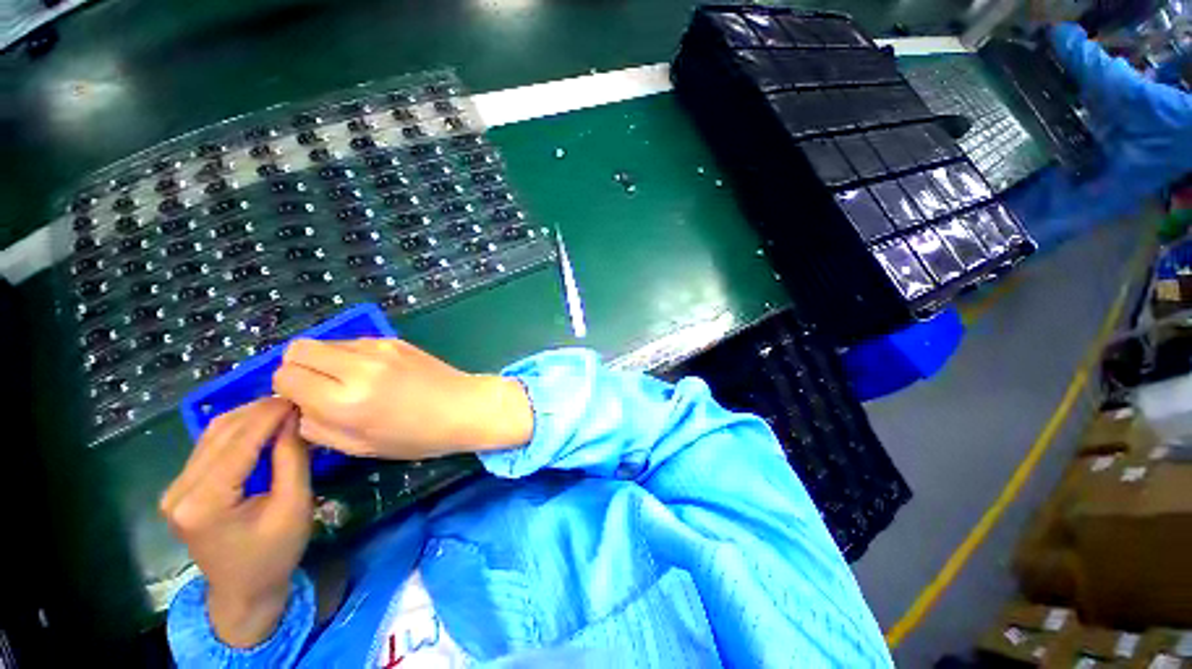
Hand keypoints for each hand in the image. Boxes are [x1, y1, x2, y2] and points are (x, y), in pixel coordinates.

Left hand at [160, 398, 311, 647]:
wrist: (243, 591)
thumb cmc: (275, 553)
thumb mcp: (294, 506)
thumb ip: (291, 459)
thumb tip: (294, 418)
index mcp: (204, 503)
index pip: (238, 443)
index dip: (269, 415)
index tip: (299, 396)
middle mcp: (179, 492)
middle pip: (220, 434)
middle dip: (260, 412)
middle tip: (296, 401)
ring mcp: (175, 490)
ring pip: (212, 435)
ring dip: (249, 418)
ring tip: (283, 410)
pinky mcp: (181, 489)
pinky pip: (209, 447)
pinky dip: (239, 432)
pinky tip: (262, 428)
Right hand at [272, 338, 532, 459]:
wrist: (465, 407)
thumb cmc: (418, 436)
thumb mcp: (361, 446)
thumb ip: (317, 428)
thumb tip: (297, 406)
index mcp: (344, 400)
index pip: (285, 377)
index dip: (289, 391)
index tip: (306, 402)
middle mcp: (357, 367)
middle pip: (298, 349)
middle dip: (299, 369)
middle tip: (321, 389)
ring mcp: (378, 348)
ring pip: (326, 342)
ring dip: (326, 360)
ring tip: (351, 382)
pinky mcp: (395, 340)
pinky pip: (355, 342)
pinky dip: (351, 356)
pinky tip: (375, 374)